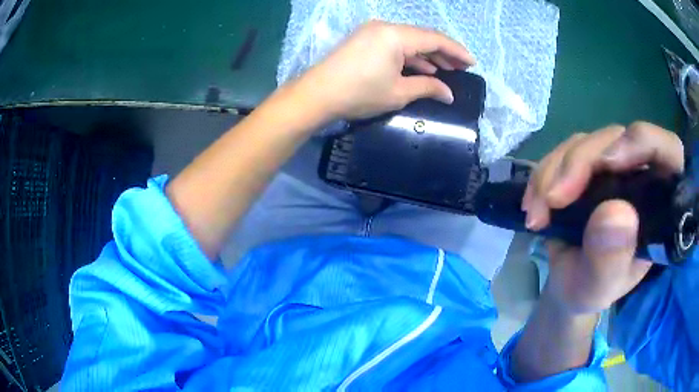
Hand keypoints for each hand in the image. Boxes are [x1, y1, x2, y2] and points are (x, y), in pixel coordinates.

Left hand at [298, 20, 474, 119]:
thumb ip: (428, 88)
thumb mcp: (399, 92)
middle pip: (423, 37)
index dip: (457, 51)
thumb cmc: (359, 94)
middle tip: (462, 68)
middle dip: (444, 53)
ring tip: (447, 70)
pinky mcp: (365, 40)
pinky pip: (395, 44)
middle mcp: (385, 27)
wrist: (317, 95)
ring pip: (409, 40)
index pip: (435, 39)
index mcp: (396, 35)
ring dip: (428, 55)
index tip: (472, 63)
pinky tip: (423, 68)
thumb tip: (449, 93)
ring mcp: (373, 32)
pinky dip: (410, 55)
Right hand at [523, 122, 683, 314]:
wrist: (568, 284)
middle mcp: (639, 174)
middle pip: (617, 139)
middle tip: (553, 200)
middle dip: (581, 164)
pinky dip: (543, 174)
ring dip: (555, 171)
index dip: (645, 142)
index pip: (669, 151)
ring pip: (586, 142)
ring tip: (537, 213)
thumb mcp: (600, 287)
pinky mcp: (587, 165)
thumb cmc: (592, 289)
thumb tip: (615, 213)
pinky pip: (563, 152)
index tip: (609, 164)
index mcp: (658, 202)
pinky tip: (532, 204)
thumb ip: (611, 259)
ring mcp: (612, 166)